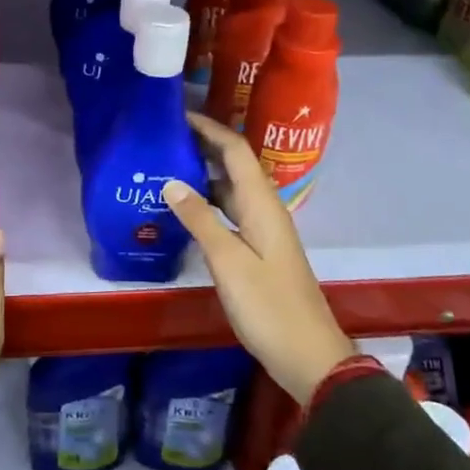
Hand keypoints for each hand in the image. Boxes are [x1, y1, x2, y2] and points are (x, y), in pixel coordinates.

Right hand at [163, 112, 352, 405]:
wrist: (307, 354)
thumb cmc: (268, 305)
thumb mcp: (228, 261)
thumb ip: (199, 219)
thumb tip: (171, 181)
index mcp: (262, 204)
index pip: (235, 150)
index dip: (208, 128)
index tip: (176, 115)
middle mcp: (265, 209)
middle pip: (233, 165)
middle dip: (202, 146)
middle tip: (162, 139)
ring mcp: (263, 230)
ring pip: (230, 190)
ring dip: (202, 175)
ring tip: (163, 169)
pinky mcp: (258, 250)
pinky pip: (230, 213)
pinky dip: (207, 204)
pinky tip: (183, 212)